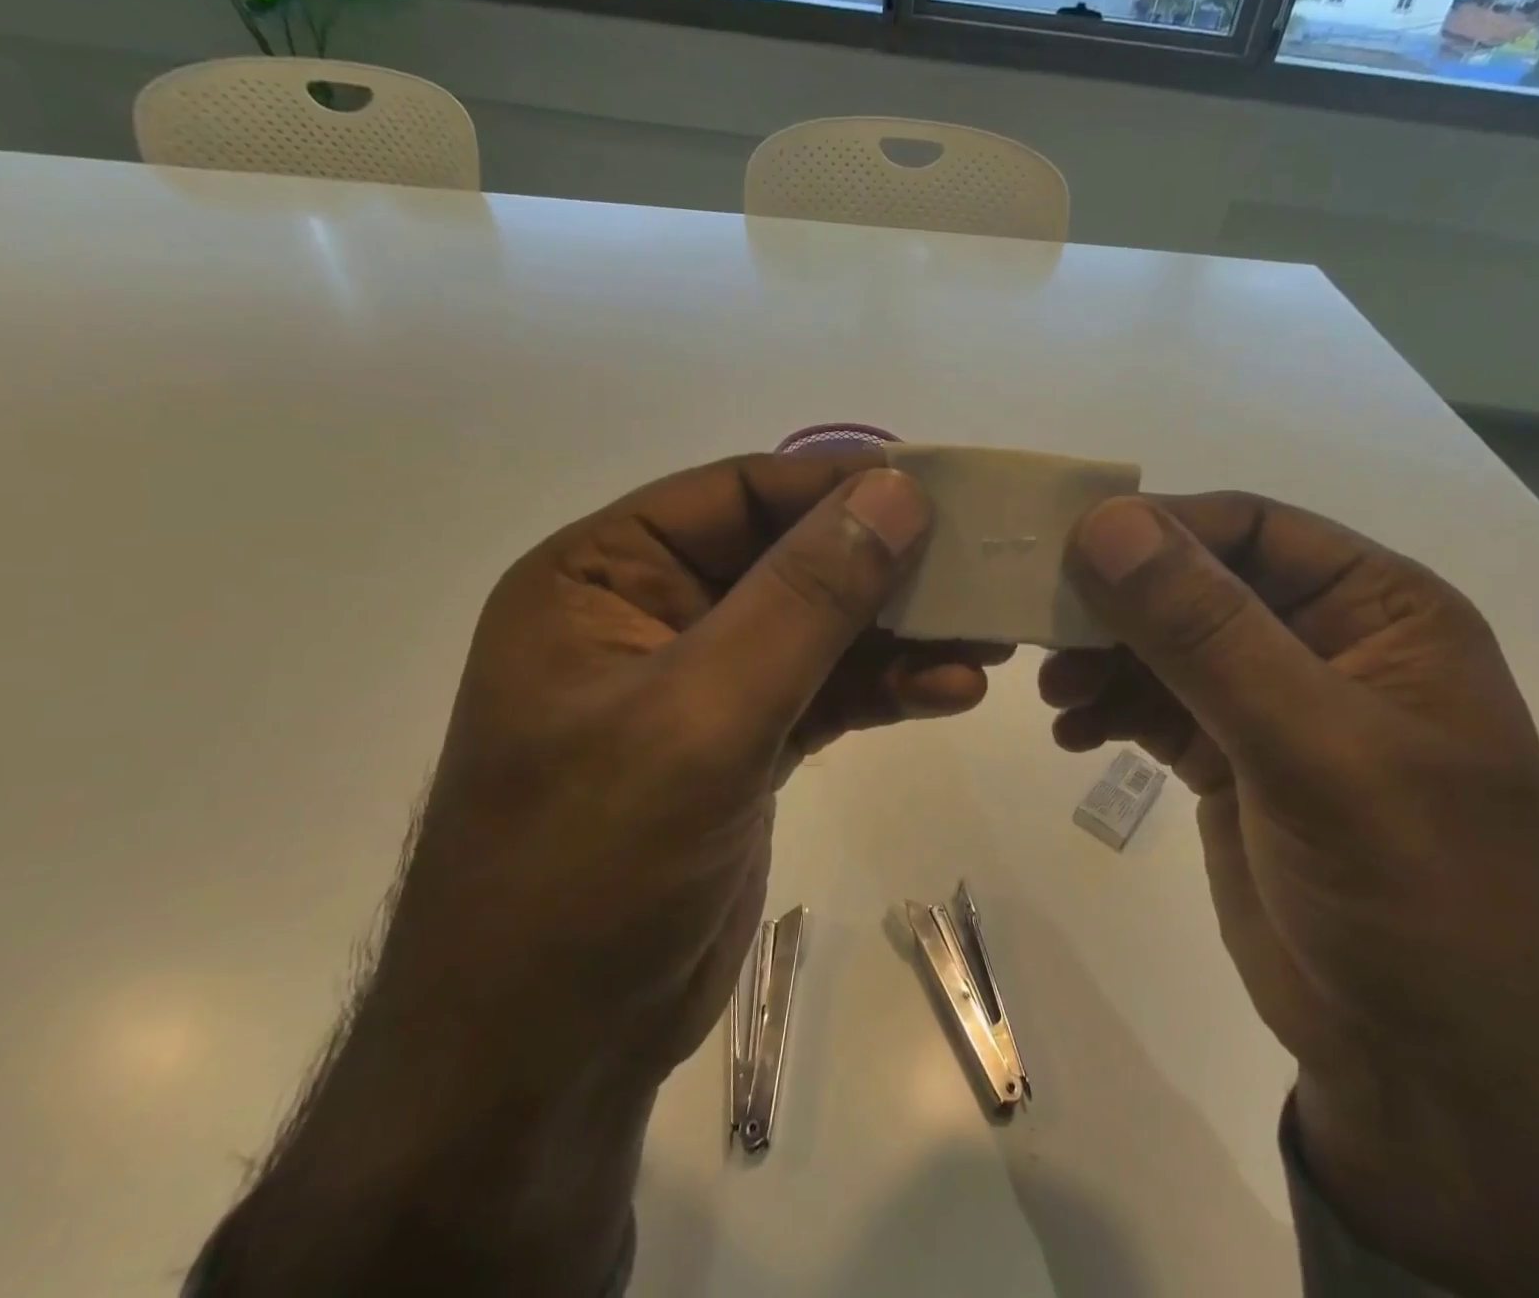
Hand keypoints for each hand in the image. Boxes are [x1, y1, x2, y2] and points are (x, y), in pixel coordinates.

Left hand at [381, 451, 998, 1085]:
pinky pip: (825, 690)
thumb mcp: (703, 714)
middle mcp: (649, 614)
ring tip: (985, 638)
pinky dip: (886, 687)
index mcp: (602, 576)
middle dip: (881, 567)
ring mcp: (701, 683)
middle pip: (787, 559)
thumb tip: (895, 493)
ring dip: (898, 633)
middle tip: (977, 568)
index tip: (934, 492)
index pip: (736, 495)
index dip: (835, 487)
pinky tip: (951, 691)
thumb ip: (804, 599)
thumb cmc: (592, 866)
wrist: (553, 1050)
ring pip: (816, 628)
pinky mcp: (743, 743)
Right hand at [1046, 494, 1538, 1294]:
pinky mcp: (1229, 759)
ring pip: (1165, 646)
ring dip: (1103, 659)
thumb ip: (1205, 631)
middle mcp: (1323, 641)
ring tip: (1053, 692)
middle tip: (1039, 625)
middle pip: (1196, 584)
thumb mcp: (1310, 748)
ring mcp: (1272, 705)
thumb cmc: (1408, 891)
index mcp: (1377, 609)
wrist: (1427, 1067)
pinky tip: (1071, 734)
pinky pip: (1153, 706)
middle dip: (1118, 604)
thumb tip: (1106, 524)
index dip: (1158, 529)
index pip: (1251, 528)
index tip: (1065, 549)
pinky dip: (1108, 709)